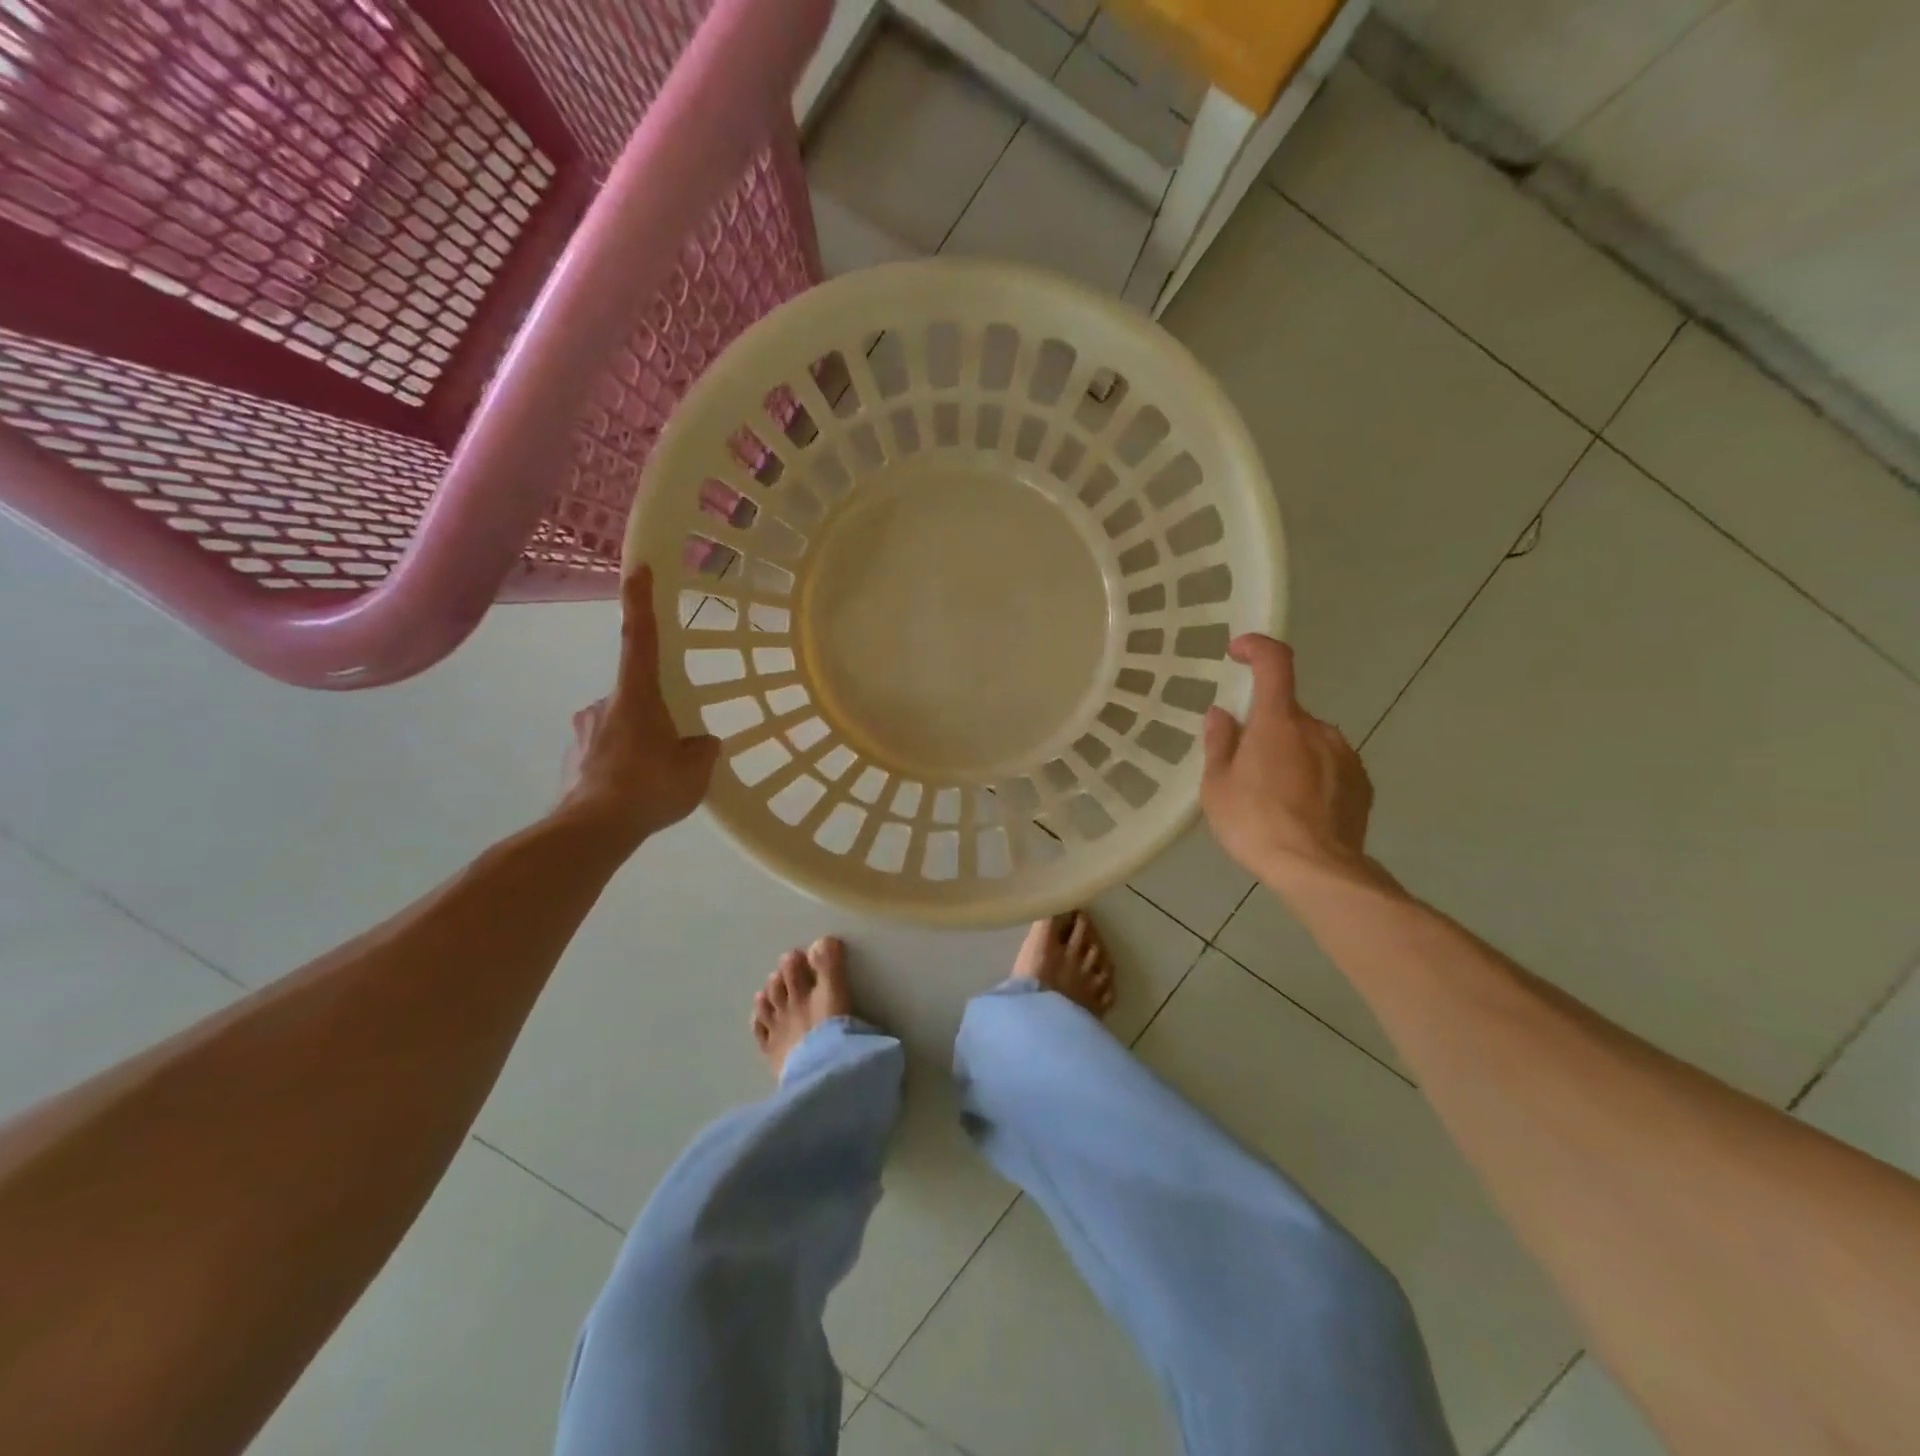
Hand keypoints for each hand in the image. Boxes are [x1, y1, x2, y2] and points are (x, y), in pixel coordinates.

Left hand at [559, 566, 720, 846]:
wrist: (592, 830)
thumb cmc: (649, 786)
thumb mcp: (695, 769)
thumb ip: (702, 749)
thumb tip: (702, 742)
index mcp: (636, 695)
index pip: (640, 638)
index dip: (640, 602)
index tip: (639, 568)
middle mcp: (605, 703)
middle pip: (635, 695)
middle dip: (655, 715)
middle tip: (674, 748)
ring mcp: (584, 731)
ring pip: (620, 726)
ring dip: (639, 742)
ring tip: (656, 778)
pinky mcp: (574, 759)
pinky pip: (606, 752)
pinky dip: (622, 764)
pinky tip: (635, 791)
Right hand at [1201, 635, 1374, 885]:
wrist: (1318, 870)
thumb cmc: (1255, 823)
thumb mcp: (1217, 786)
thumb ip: (1220, 743)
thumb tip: (1222, 714)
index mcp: (1279, 721)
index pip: (1275, 663)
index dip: (1257, 648)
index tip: (1238, 651)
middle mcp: (1318, 728)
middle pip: (1287, 712)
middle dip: (1265, 729)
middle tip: (1244, 768)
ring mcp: (1345, 755)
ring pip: (1309, 741)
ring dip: (1289, 754)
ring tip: (1272, 797)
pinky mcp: (1362, 783)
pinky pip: (1329, 766)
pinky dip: (1312, 776)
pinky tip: (1299, 810)